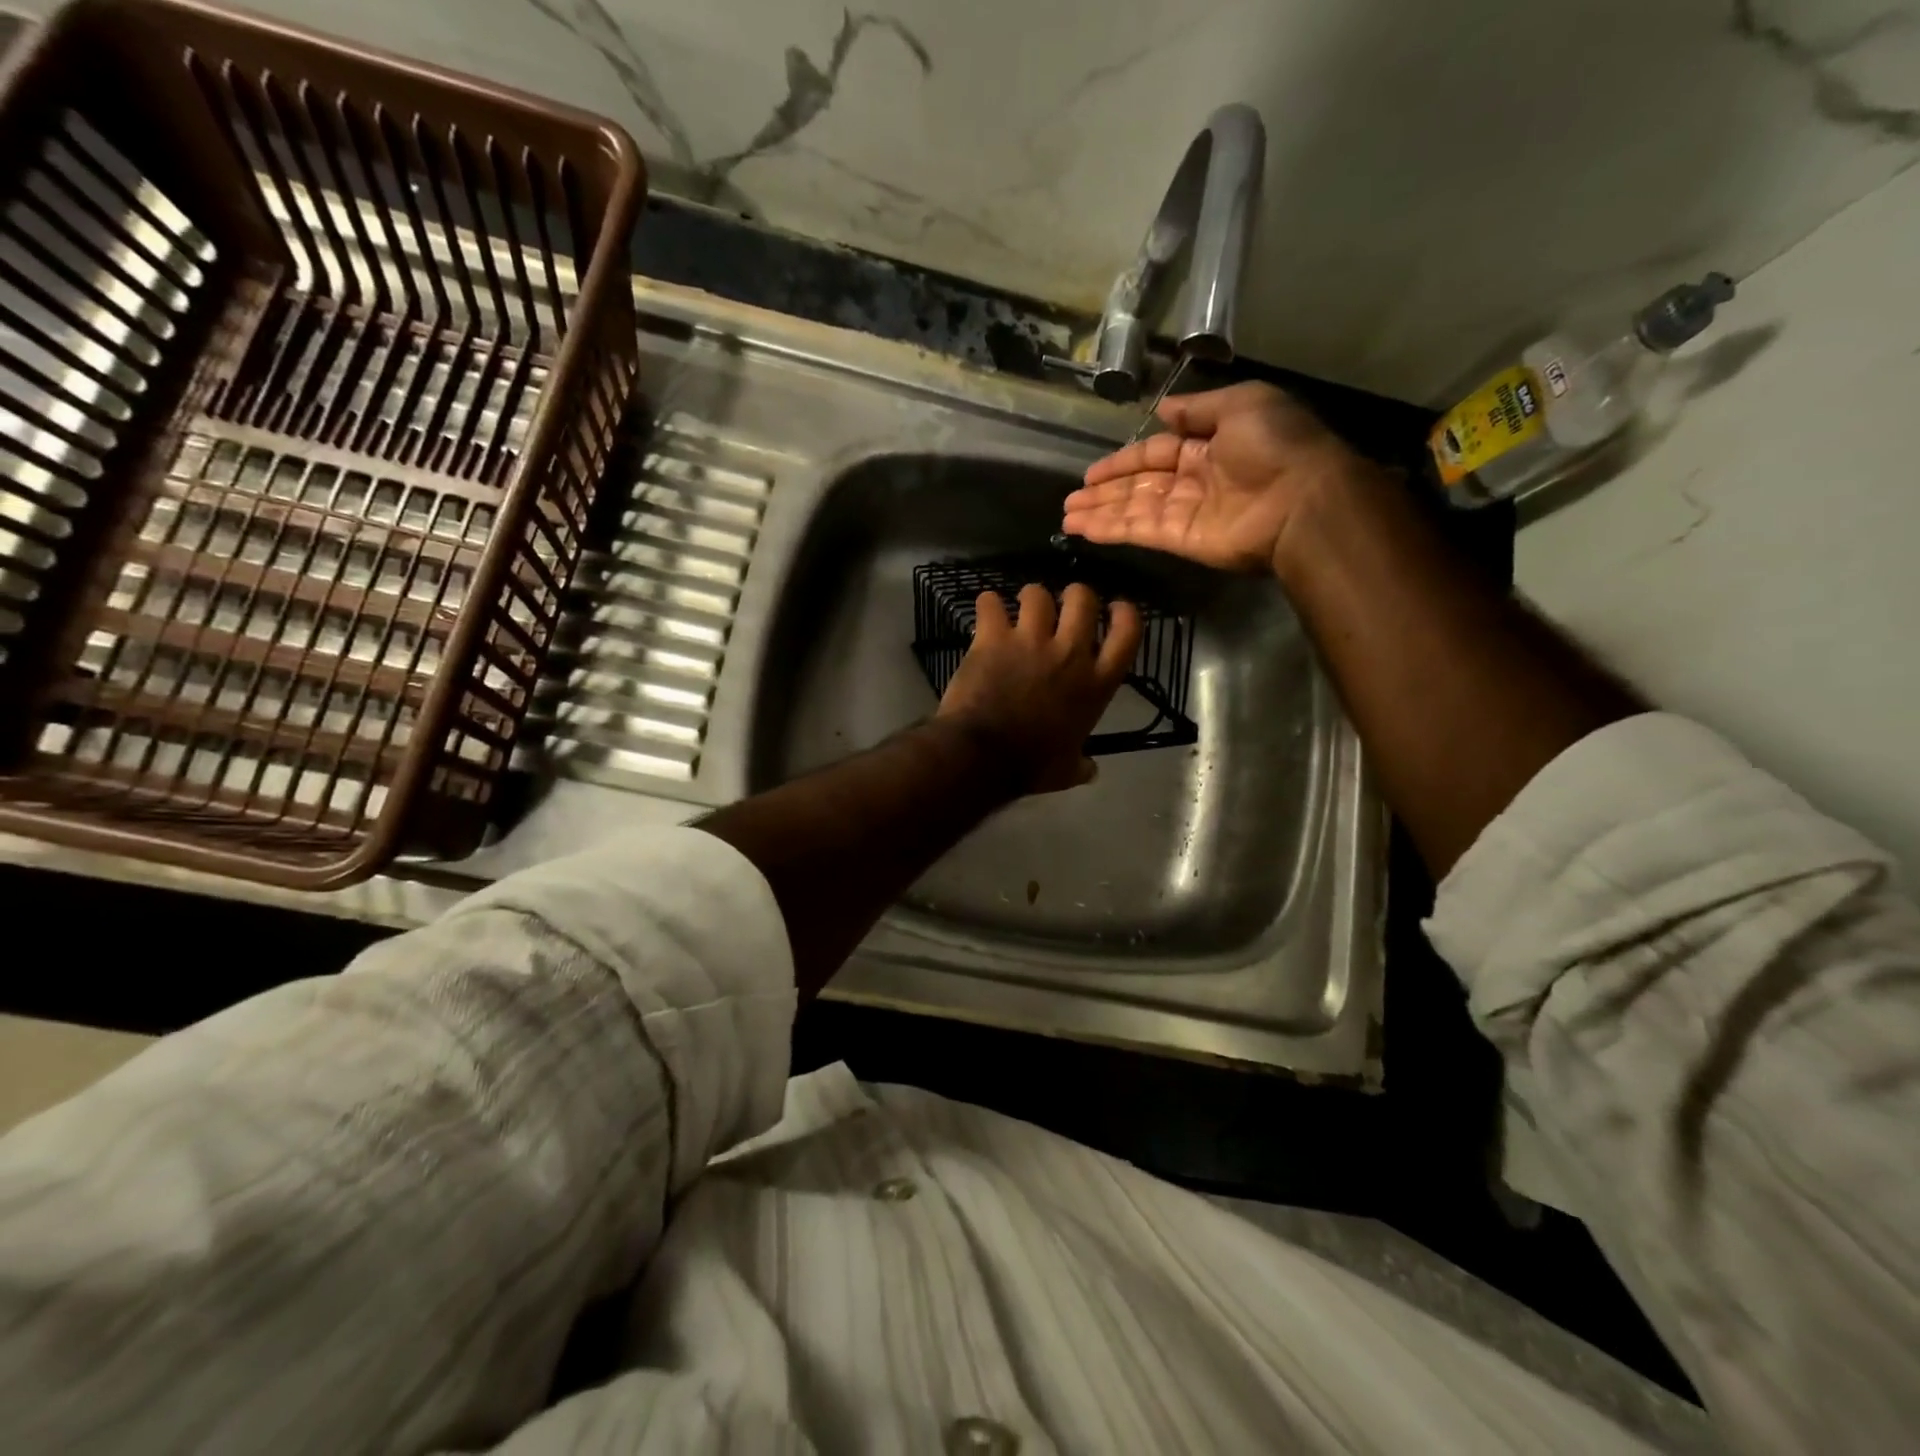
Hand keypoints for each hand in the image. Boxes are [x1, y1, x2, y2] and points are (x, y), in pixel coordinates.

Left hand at [936, 582, 1142, 794]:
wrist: (984, 756)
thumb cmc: (1030, 766)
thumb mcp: (1065, 771)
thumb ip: (1080, 765)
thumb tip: (1091, 770)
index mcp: (1096, 684)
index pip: (1127, 633)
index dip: (1124, 613)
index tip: (1115, 609)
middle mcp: (1070, 653)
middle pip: (1083, 599)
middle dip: (1074, 595)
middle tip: (1062, 606)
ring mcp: (1030, 641)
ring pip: (1037, 594)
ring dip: (1030, 598)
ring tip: (1020, 609)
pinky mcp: (993, 638)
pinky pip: (990, 603)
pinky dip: (987, 604)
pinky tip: (986, 610)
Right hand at [1062, 382, 1363, 574]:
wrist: (1303, 499)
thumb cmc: (1276, 445)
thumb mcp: (1242, 404)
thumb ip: (1198, 408)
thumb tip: (1164, 408)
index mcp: (1208, 446)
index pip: (1155, 453)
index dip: (1123, 461)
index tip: (1091, 472)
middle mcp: (1192, 481)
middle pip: (1138, 485)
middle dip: (1104, 491)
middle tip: (1069, 499)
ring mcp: (1185, 513)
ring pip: (1132, 511)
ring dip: (1099, 513)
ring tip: (1066, 516)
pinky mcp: (1181, 540)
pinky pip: (1139, 531)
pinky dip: (1110, 530)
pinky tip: (1083, 529)